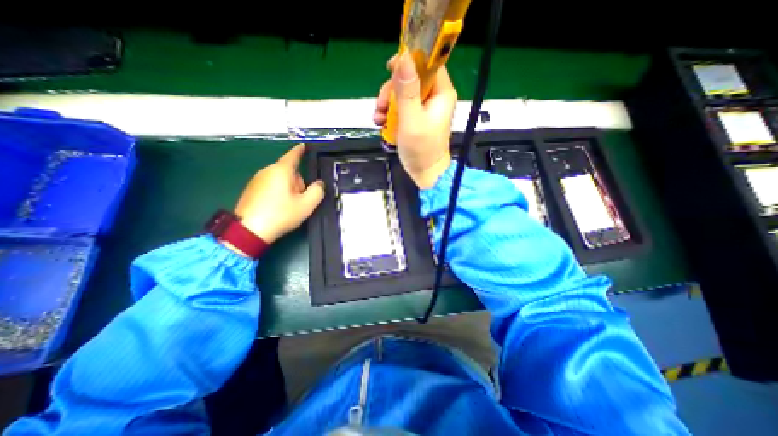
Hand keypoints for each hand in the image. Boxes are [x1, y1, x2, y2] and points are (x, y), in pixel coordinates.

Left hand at [234, 143, 325, 248]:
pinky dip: (278, 193)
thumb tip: (319, 183)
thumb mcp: (306, 205)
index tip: (304, 146)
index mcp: (281, 171)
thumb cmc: (280, 214)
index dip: (300, 151)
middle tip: (300, 199)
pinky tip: (278, 207)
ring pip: (280, 179)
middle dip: (298, 182)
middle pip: (289, 171)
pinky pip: (271, 185)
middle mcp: (267, 171)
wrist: (249, 231)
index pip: (293, 155)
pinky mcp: (251, 190)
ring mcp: (257, 180)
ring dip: (289, 189)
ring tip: (289, 206)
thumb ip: (318, 191)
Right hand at [375, 52, 456, 188]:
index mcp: (440, 93)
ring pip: (402, 94)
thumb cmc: (422, 149)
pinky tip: (382, 124)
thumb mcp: (412, 119)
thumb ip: (407, 90)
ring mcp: (424, 109)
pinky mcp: (415, 120)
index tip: (390, 67)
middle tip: (381, 106)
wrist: (425, 174)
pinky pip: (401, 109)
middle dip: (392, 90)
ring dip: (387, 104)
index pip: (428, 63)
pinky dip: (390, 115)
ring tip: (379, 119)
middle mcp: (434, 98)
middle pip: (411, 79)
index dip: (410, 60)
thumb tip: (403, 56)